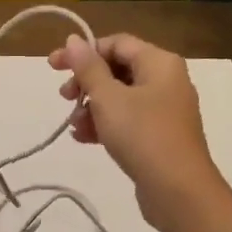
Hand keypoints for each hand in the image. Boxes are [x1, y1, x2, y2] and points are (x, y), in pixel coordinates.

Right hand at [49, 33, 220, 222]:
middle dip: (87, 82)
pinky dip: (106, 124)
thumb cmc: (142, 135)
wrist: (178, 191)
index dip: (83, 52)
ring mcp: (165, 109)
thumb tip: (74, 40)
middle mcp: (167, 80)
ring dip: (92, 107)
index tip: (53, 67)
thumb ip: (88, 68)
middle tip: (64, 98)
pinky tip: (84, 139)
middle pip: (118, 69)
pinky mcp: (161, 136)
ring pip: (121, 97)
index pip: (116, 43)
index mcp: (160, 62)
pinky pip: (128, 120)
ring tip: (74, 125)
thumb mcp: (108, 98)